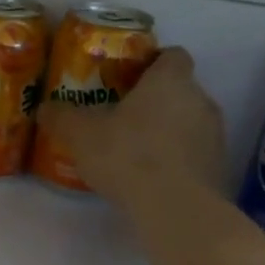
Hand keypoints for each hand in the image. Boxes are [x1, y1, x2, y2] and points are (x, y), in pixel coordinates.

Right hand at [35, 47, 226, 205]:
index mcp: (170, 81)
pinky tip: (153, 179)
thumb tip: (45, 108)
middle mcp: (200, 100)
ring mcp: (215, 135)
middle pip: (180, 90)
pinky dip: (178, 161)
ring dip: (168, 132)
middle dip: (155, 101)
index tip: (129, 78)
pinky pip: (195, 155)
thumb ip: (62, 117)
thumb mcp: (81, 135)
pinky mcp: (219, 168)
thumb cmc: (128, 156)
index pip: (173, 55)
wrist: (176, 209)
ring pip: (189, 123)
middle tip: (123, 118)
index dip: (152, 63)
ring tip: (136, 153)